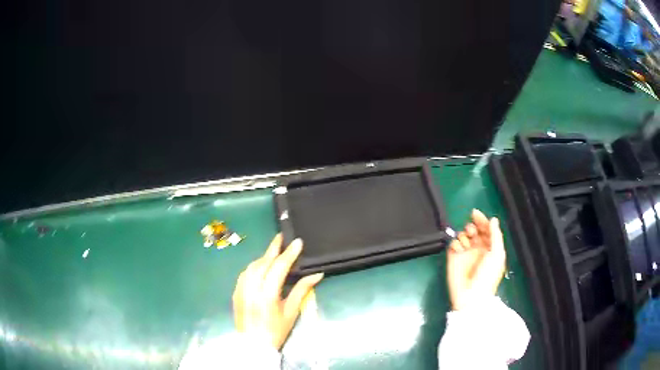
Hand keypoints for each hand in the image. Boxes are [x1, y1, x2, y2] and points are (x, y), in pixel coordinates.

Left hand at [233, 234, 323, 349]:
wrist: (253, 345)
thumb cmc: (276, 331)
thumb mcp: (291, 312)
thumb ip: (302, 291)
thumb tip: (316, 274)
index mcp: (268, 295)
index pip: (279, 268)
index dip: (289, 253)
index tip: (297, 242)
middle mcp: (252, 289)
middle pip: (263, 263)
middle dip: (273, 248)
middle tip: (282, 237)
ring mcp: (241, 290)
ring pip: (251, 266)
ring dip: (263, 257)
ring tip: (273, 251)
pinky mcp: (236, 293)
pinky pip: (244, 274)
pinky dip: (253, 266)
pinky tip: (260, 266)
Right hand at [447, 209, 505, 310]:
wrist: (471, 296)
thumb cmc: (487, 276)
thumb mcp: (497, 255)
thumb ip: (496, 235)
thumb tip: (493, 219)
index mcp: (490, 247)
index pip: (486, 230)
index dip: (482, 221)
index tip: (475, 214)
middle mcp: (478, 248)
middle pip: (474, 230)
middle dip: (472, 227)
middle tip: (471, 231)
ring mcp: (465, 253)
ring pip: (463, 235)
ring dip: (464, 235)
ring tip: (466, 243)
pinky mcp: (453, 258)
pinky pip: (453, 244)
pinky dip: (455, 243)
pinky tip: (459, 249)